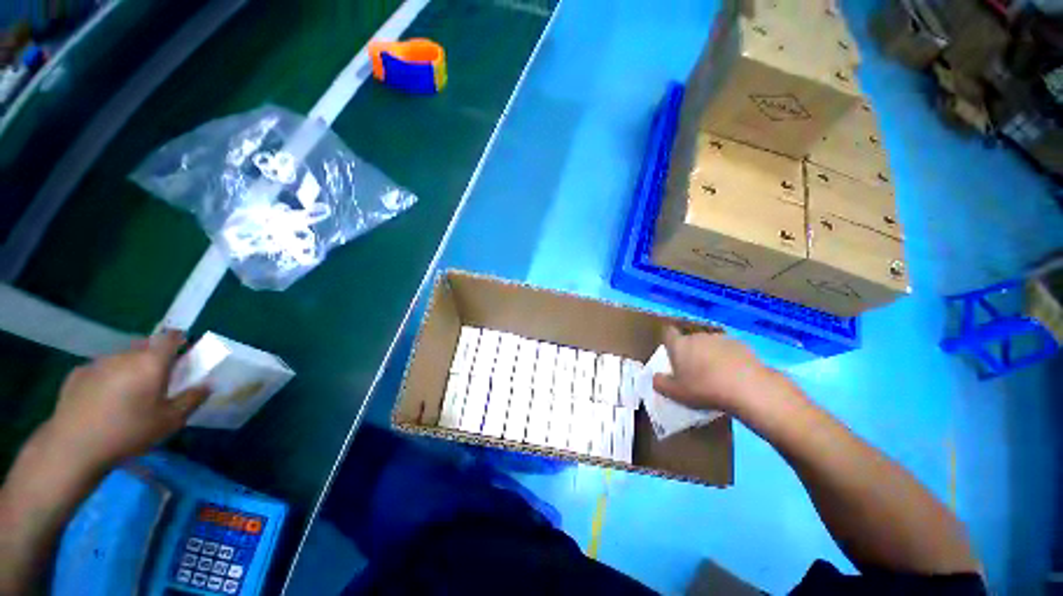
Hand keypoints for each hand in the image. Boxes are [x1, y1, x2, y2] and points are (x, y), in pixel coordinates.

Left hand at [40, 330, 208, 473]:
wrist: (74, 446)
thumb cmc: (129, 431)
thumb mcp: (170, 421)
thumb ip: (192, 399)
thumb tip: (207, 384)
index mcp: (150, 362)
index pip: (171, 337)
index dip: (180, 341)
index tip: (184, 352)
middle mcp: (124, 355)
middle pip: (145, 347)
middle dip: (154, 357)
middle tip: (157, 379)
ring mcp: (97, 363)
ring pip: (121, 358)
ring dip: (129, 368)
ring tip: (129, 393)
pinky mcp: (77, 374)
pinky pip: (100, 370)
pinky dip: (107, 378)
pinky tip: (103, 400)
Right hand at [652, 327, 781, 414]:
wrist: (747, 387)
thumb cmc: (704, 388)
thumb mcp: (675, 393)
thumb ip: (660, 383)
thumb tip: (655, 377)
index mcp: (679, 344)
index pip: (668, 333)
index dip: (668, 341)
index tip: (671, 353)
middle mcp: (697, 336)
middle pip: (689, 340)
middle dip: (690, 352)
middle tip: (694, 371)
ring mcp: (719, 338)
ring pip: (709, 345)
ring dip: (709, 354)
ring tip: (716, 375)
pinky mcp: (741, 344)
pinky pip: (728, 350)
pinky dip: (728, 359)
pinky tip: (734, 375)